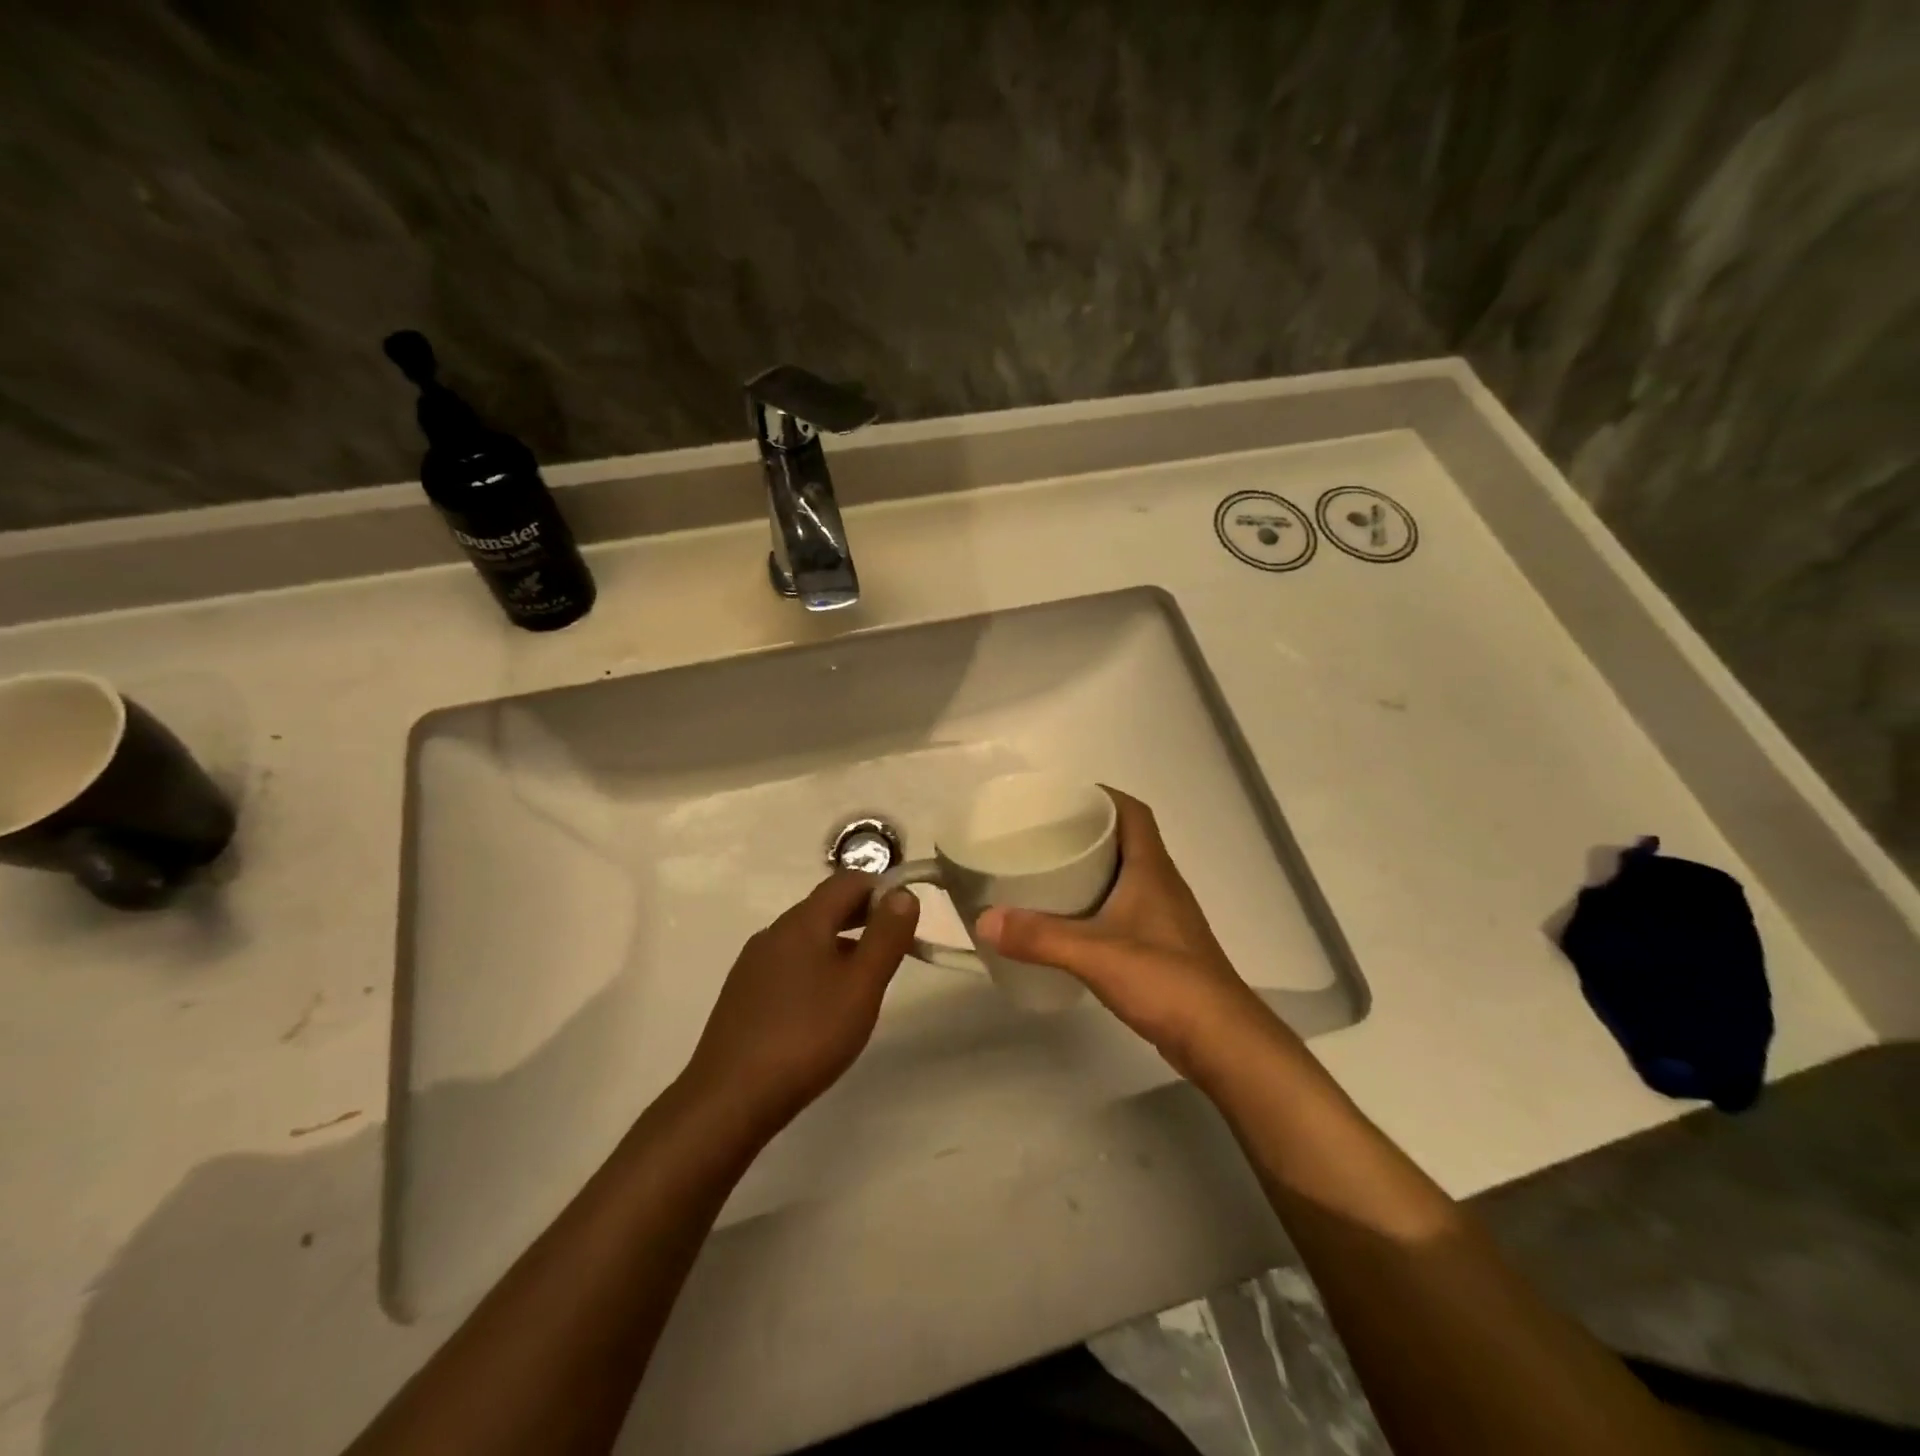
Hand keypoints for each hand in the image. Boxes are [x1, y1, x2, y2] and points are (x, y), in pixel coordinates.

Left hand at [680, 871, 920, 1139]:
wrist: (730, 1098)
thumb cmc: (807, 1036)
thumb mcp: (861, 986)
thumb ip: (886, 936)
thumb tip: (902, 893)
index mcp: (803, 921)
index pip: (848, 880)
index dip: (882, 889)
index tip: (907, 918)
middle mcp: (774, 932)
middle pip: (826, 906)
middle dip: (864, 916)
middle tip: (895, 947)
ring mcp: (753, 963)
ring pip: (807, 937)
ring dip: (841, 943)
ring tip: (865, 980)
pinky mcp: (743, 993)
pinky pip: (789, 963)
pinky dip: (816, 967)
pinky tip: (824, 1005)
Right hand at [976, 789, 1282, 1080]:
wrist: (1221, 1040)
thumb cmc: (1165, 981)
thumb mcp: (1094, 954)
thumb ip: (1039, 937)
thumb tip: (984, 920)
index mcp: (1152, 869)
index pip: (1133, 812)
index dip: (1102, 795)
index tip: (1063, 797)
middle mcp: (1161, 884)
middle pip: (1126, 840)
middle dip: (1087, 830)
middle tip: (1042, 835)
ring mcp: (1164, 918)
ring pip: (1125, 876)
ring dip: (1092, 869)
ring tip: (1048, 873)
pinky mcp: (1162, 948)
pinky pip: (1125, 909)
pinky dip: (1097, 905)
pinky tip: (1070, 924)